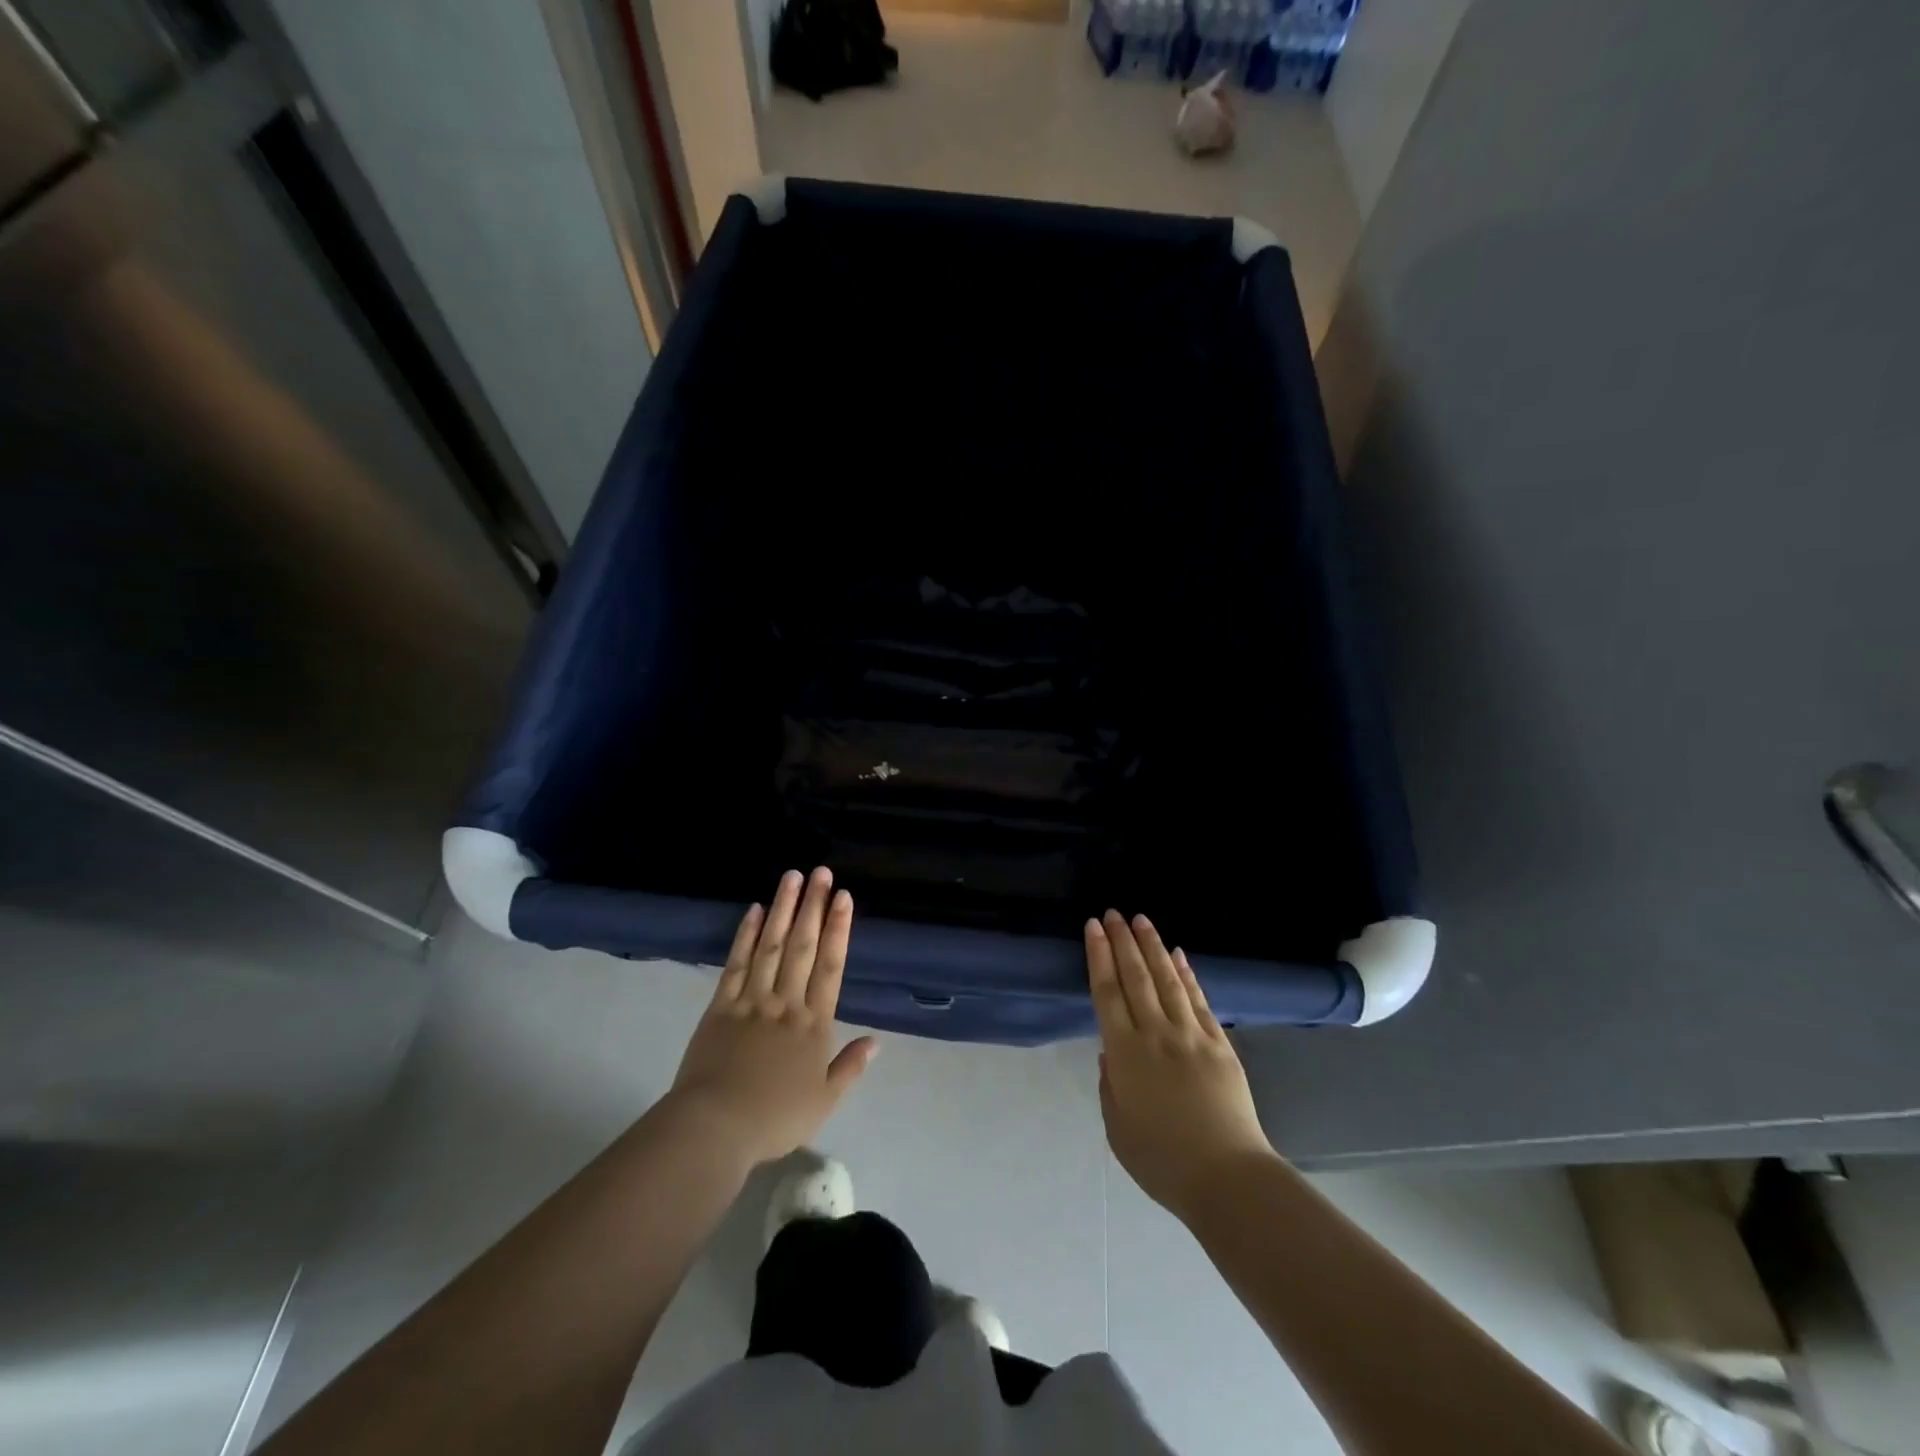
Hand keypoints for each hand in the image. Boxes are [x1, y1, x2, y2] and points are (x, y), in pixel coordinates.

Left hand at [669, 868, 876, 1167]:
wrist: (715, 1128)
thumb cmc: (774, 1118)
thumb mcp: (824, 1101)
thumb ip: (850, 1067)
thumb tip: (876, 1041)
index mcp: (814, 1024)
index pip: (830, 966)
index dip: (838, 929)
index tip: (843, 897)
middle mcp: (786, 1002)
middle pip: (803, 946)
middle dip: (813, 907)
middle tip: (821, 872)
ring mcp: (751, 1000)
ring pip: (771, 946)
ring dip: (783, 909)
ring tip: (792, 877)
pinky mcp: (720, 1005)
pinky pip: (736, 963)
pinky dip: (746, 935)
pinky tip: (755, 911)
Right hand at [1086, 910, 1275, 1221]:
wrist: (1227, 1178)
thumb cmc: (1163, 1162)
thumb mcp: (1117, 1129)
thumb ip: (1109, 1086)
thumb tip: (1110, 1053)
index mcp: (1125, 1054)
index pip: (1107, 993)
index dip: (1099, 956)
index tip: (1093, 928)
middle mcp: (1156, 1034)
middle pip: (1136, 977)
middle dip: (1122, 941)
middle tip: (1113, 912)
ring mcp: (1191, 1035)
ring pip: (1167, 980)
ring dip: (1152, 946)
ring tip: (1141, 920)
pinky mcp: (1219, 1044)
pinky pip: (1198, 1000)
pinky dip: (1187, 974)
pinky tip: (1178, 955)